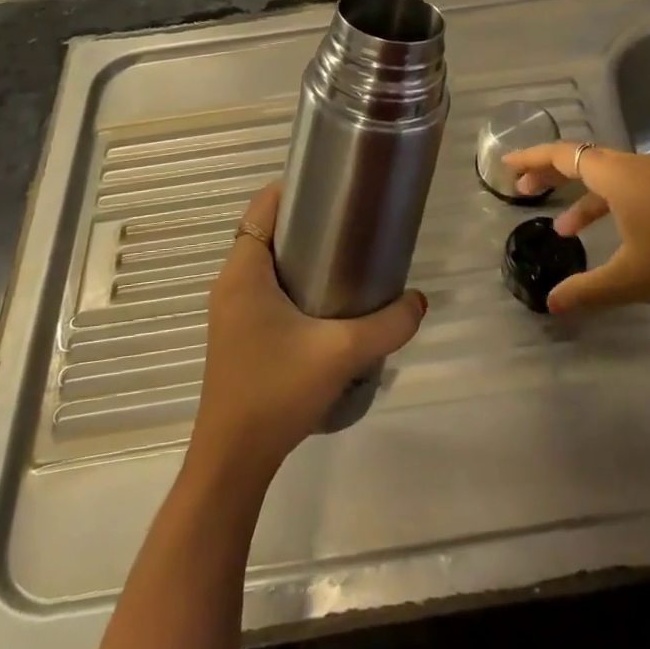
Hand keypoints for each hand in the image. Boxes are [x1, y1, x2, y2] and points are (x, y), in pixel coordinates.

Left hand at [189, 183, 427, 478]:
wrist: (233, 461)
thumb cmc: (276, 392)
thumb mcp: (341, 354)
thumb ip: (387, 325)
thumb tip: (419, 301)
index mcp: (243, 272)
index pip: (262, 208)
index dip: (292, 188)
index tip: (331, 186)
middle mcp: (230, 284)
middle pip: (266, 232)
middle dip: (304, 221)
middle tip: (349, 221)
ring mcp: (230, 312)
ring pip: (265, 263)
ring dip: (298, 254)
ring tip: (344, 257)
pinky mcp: (236, 336)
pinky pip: (263, 290)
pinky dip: (291, 282)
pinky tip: (324, 303)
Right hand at [502, 143, 649, 315]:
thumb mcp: (632, 278)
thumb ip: (587, 289)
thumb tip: (551, 304)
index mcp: (616, 174)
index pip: (562, 155)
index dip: (532, 159)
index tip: (507, 166)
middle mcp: (636, 166)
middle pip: (583, 160)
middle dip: (552, 175)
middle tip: (525, 191)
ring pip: (608, 176)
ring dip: (582, 196)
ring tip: (564, 229)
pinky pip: (629, 187)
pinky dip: (609, 204)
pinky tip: (614, 235)